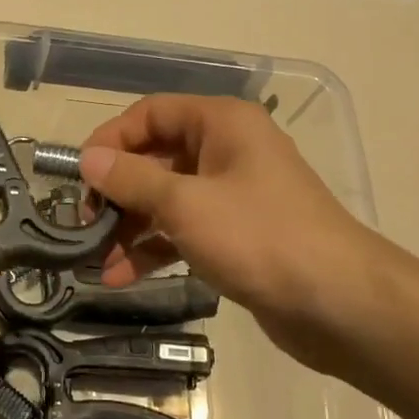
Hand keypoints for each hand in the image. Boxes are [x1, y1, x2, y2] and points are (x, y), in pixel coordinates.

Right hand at [79, 95, 413, 369]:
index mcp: (222, 124)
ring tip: (94, 258)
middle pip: (156, 157)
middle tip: (84, 224)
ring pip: (167, 198)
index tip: (79, 176)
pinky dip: (153, 248)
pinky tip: (120, 276)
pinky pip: (184, 230)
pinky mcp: (236, 235)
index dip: (111, 139)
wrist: (339, 304)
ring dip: (130, 226)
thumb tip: (88, 159)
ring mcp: (233, 195)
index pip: (151, 113)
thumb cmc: (260, 238)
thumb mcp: (186, 204)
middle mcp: (227, 151)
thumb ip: (131, 180)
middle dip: (117, 191)